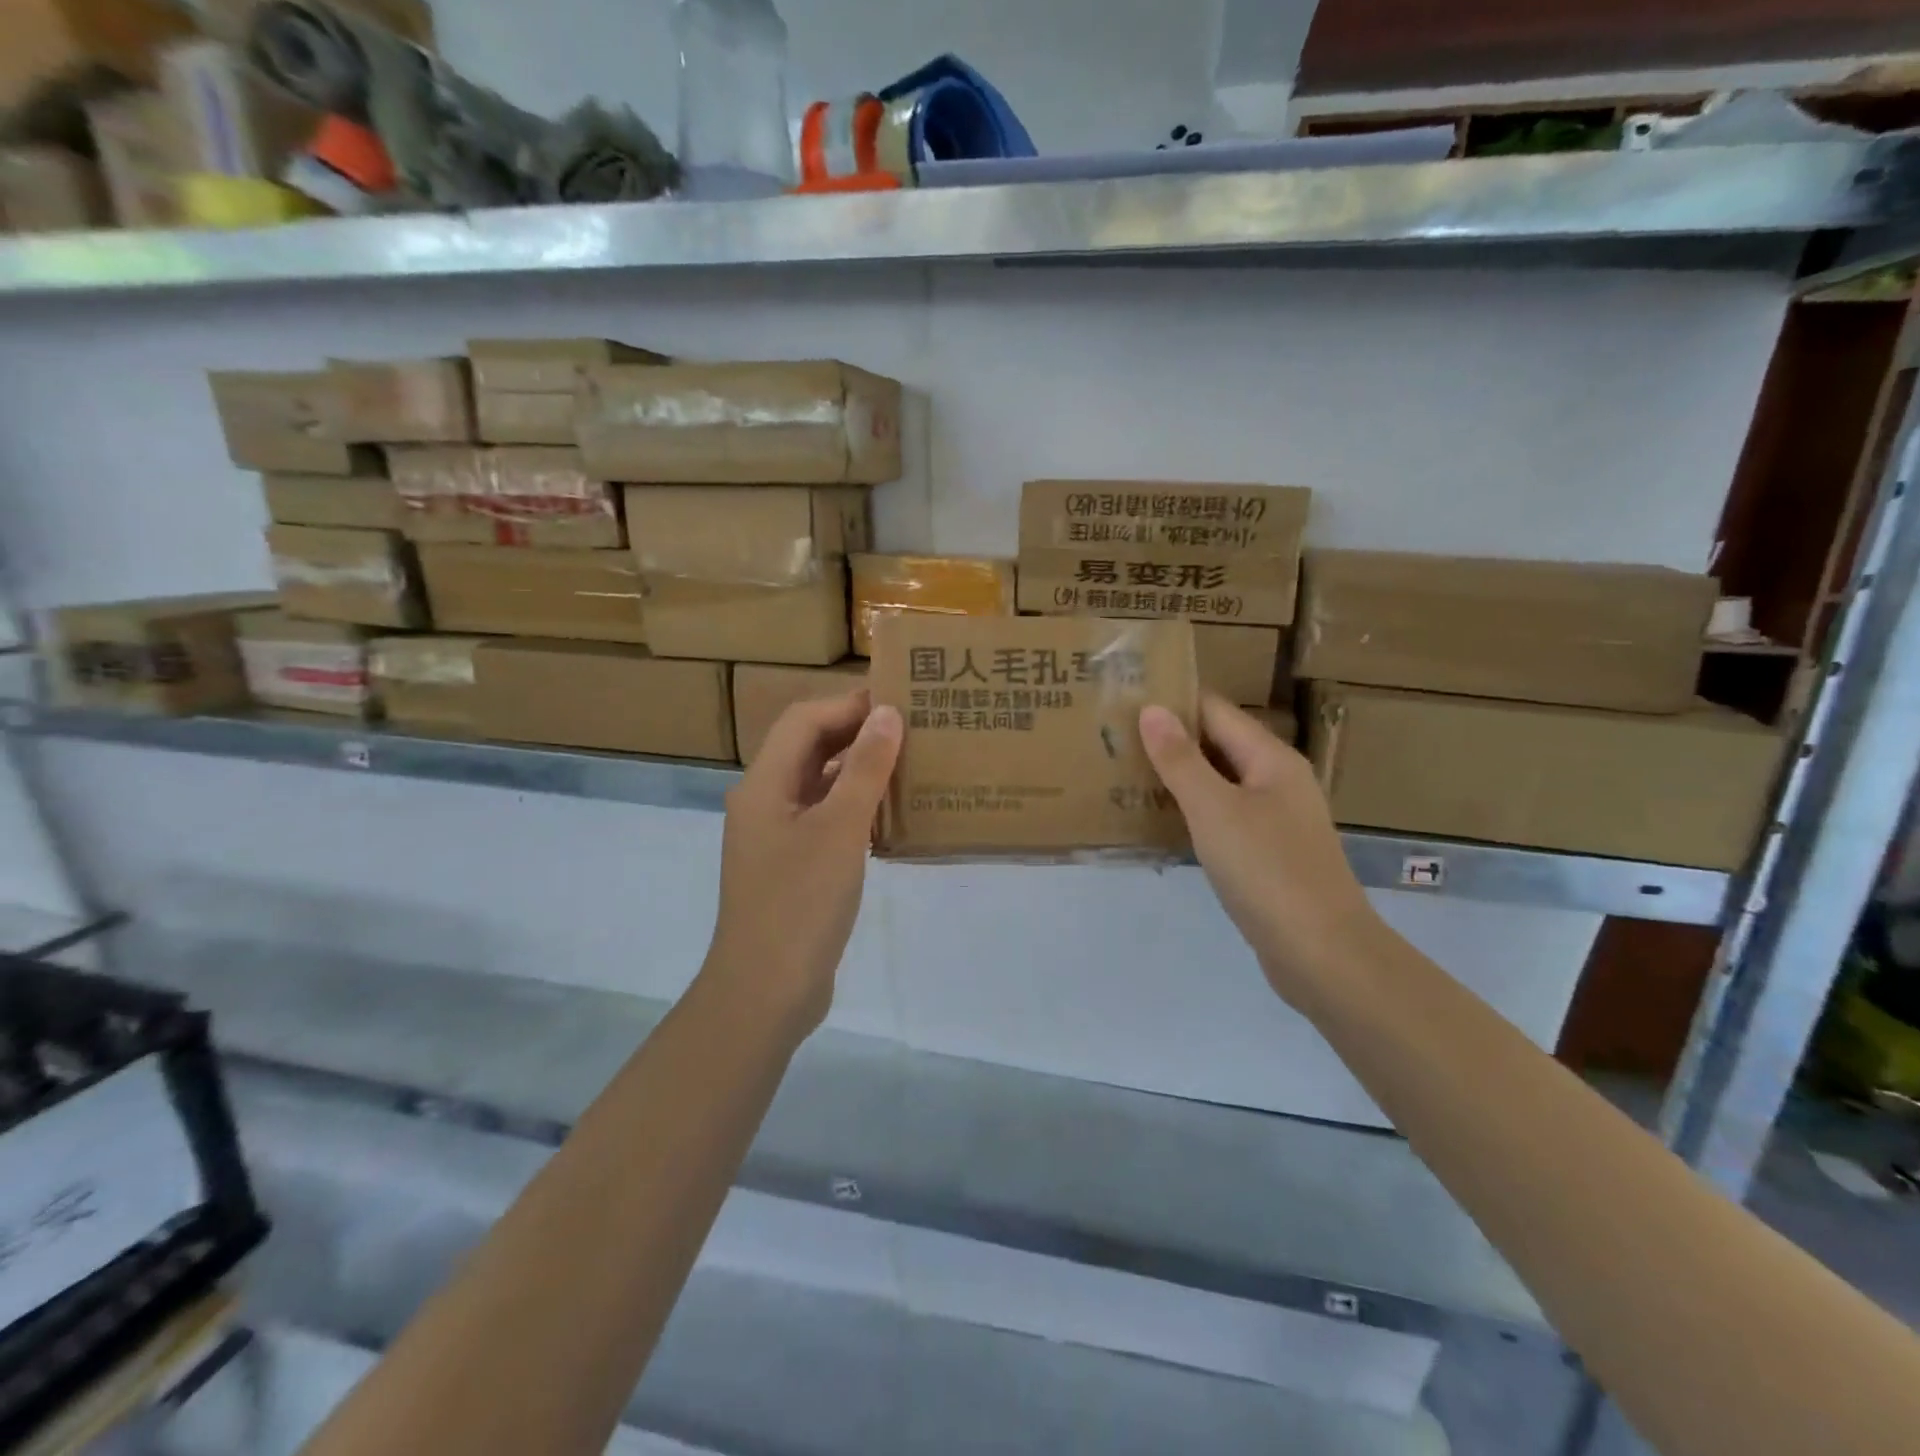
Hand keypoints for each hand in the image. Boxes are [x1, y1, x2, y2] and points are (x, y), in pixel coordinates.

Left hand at [701, 690, 900, 1041]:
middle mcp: (764, 802)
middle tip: (913, 728)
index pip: (804, 720)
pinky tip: (891, 813)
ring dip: (858, 769)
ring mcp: (776, 836)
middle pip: (808, 748)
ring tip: (910, 762)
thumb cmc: (800, 904)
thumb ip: (865, 769)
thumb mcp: (840, 830)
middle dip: (856, 733)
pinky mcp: (792, 865)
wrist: (766, 991)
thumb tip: (888, 713)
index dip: (848, 704)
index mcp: (763, 784)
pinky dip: (854, 806)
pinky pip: (824, 818)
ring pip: (818, 784)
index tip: (900, 701)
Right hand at [1140, 695, 1381, 1003]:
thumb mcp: (1214, 810)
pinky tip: (1162, 822)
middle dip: (1171, 740)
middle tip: (1115, 738)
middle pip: (1219, 745)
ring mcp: (1277, 820)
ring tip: (1127, 774)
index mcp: (1271, 759)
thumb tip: (1152, 709)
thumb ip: (1181, 759)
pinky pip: (1225, 818)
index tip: (1124, 701)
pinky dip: (1194, 812)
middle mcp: (1278, 781)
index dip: (1173, 702)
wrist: (1322, 953)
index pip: (1215, 711)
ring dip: (1179, 777)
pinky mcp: (1269, 854)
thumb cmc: (1267, 870)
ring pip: (1220, 783)